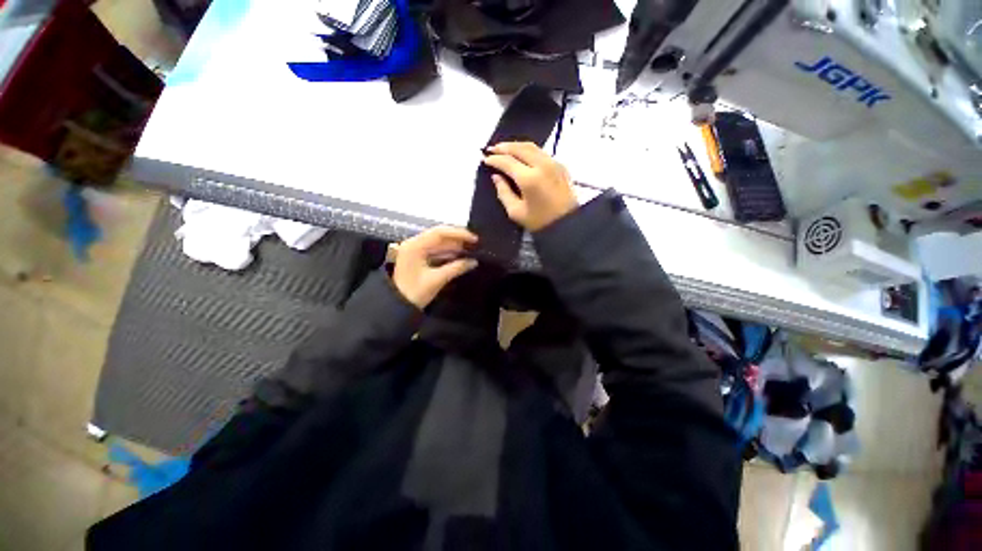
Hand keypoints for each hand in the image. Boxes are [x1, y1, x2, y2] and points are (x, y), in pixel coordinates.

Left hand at [392, 226, 478, 308]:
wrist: (396, 306)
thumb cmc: (414, 293)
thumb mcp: (437, 280)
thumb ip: (456, 268)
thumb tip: (473, 261)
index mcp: (415, 246)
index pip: (439, 232)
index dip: (459, 233)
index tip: (474, 239)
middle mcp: (414, 244)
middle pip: (439, 236)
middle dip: (458, 239)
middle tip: (475, 244)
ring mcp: (416, 251)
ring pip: (439, 244)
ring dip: (455, 246)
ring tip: (471, 250)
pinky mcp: (418, 258)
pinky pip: (436, 251)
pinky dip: (449, 253)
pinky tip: (461, 256)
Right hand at [482, 142, 577, 230]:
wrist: (567, 224)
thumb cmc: (539, 222)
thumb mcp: (516, 212)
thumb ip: (503, 192)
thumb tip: (496, 176)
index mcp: (529, 179)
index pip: (508, 161)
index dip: (495, 159)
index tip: (485, 160)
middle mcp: (542, 165)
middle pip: (520, 148)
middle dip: (504, 147)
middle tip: (492, 149)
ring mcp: (553, 163)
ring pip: (532, 146)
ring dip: (516, 146)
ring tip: (504, 149)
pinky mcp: (560, 165)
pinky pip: (541, 152)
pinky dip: (528, 150)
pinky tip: (521, 155)